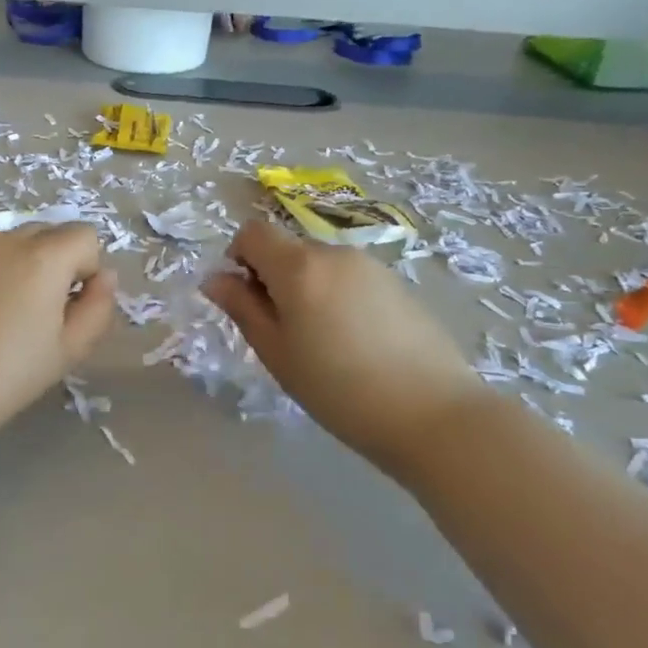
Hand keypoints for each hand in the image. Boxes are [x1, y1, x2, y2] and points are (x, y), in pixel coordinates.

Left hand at [0, 224, 116, 441]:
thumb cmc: (5, 375)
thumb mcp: (67, 351)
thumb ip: (97, 308)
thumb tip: (103, 278)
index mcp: (43, 257)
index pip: (85, 236)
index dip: (86, 271)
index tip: (70, 309)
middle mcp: (4, 241)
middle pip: (46, 233)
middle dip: (55, 264)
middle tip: (40, 314)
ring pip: (9, 246)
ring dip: (18, 269)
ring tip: (1, 319)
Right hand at [202, 220, 483, 474]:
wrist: (433, 414)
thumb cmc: (337, 388)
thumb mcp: (276, 352)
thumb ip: (241, 308)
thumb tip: (214, 278)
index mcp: (298, 266)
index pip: (252, 233)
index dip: (238, 258)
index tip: (246, 299)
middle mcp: (334, 253)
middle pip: (287, 248)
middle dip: (272, 278)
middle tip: (282, 331)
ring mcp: (371, 266)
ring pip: (319, 264)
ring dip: (306, 288)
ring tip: (321, 341)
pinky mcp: (398, 284)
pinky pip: (349, 278)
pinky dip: (337, 297)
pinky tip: (355, 342)